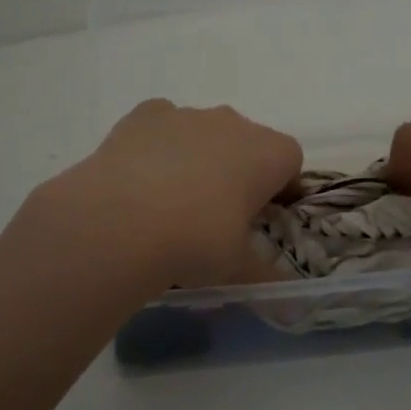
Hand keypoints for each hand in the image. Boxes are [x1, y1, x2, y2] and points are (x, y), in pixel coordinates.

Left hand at [30, 101, 303, 289]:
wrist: (120, 222)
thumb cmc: (196, 242)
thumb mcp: (237, 267)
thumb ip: (263, 273)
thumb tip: (281, 295)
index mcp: (268, 154)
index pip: (290, 161)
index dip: (280, 187)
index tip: (264, 216)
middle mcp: (233, 123)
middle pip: (247, 142)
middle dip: (238, 170)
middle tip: (218, 213)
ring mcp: (187, 115)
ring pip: (204, 132)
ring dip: (198, 157)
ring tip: (172, 202)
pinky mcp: (145, 115)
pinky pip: (162, 125)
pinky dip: (159, 145)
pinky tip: (142, 179)